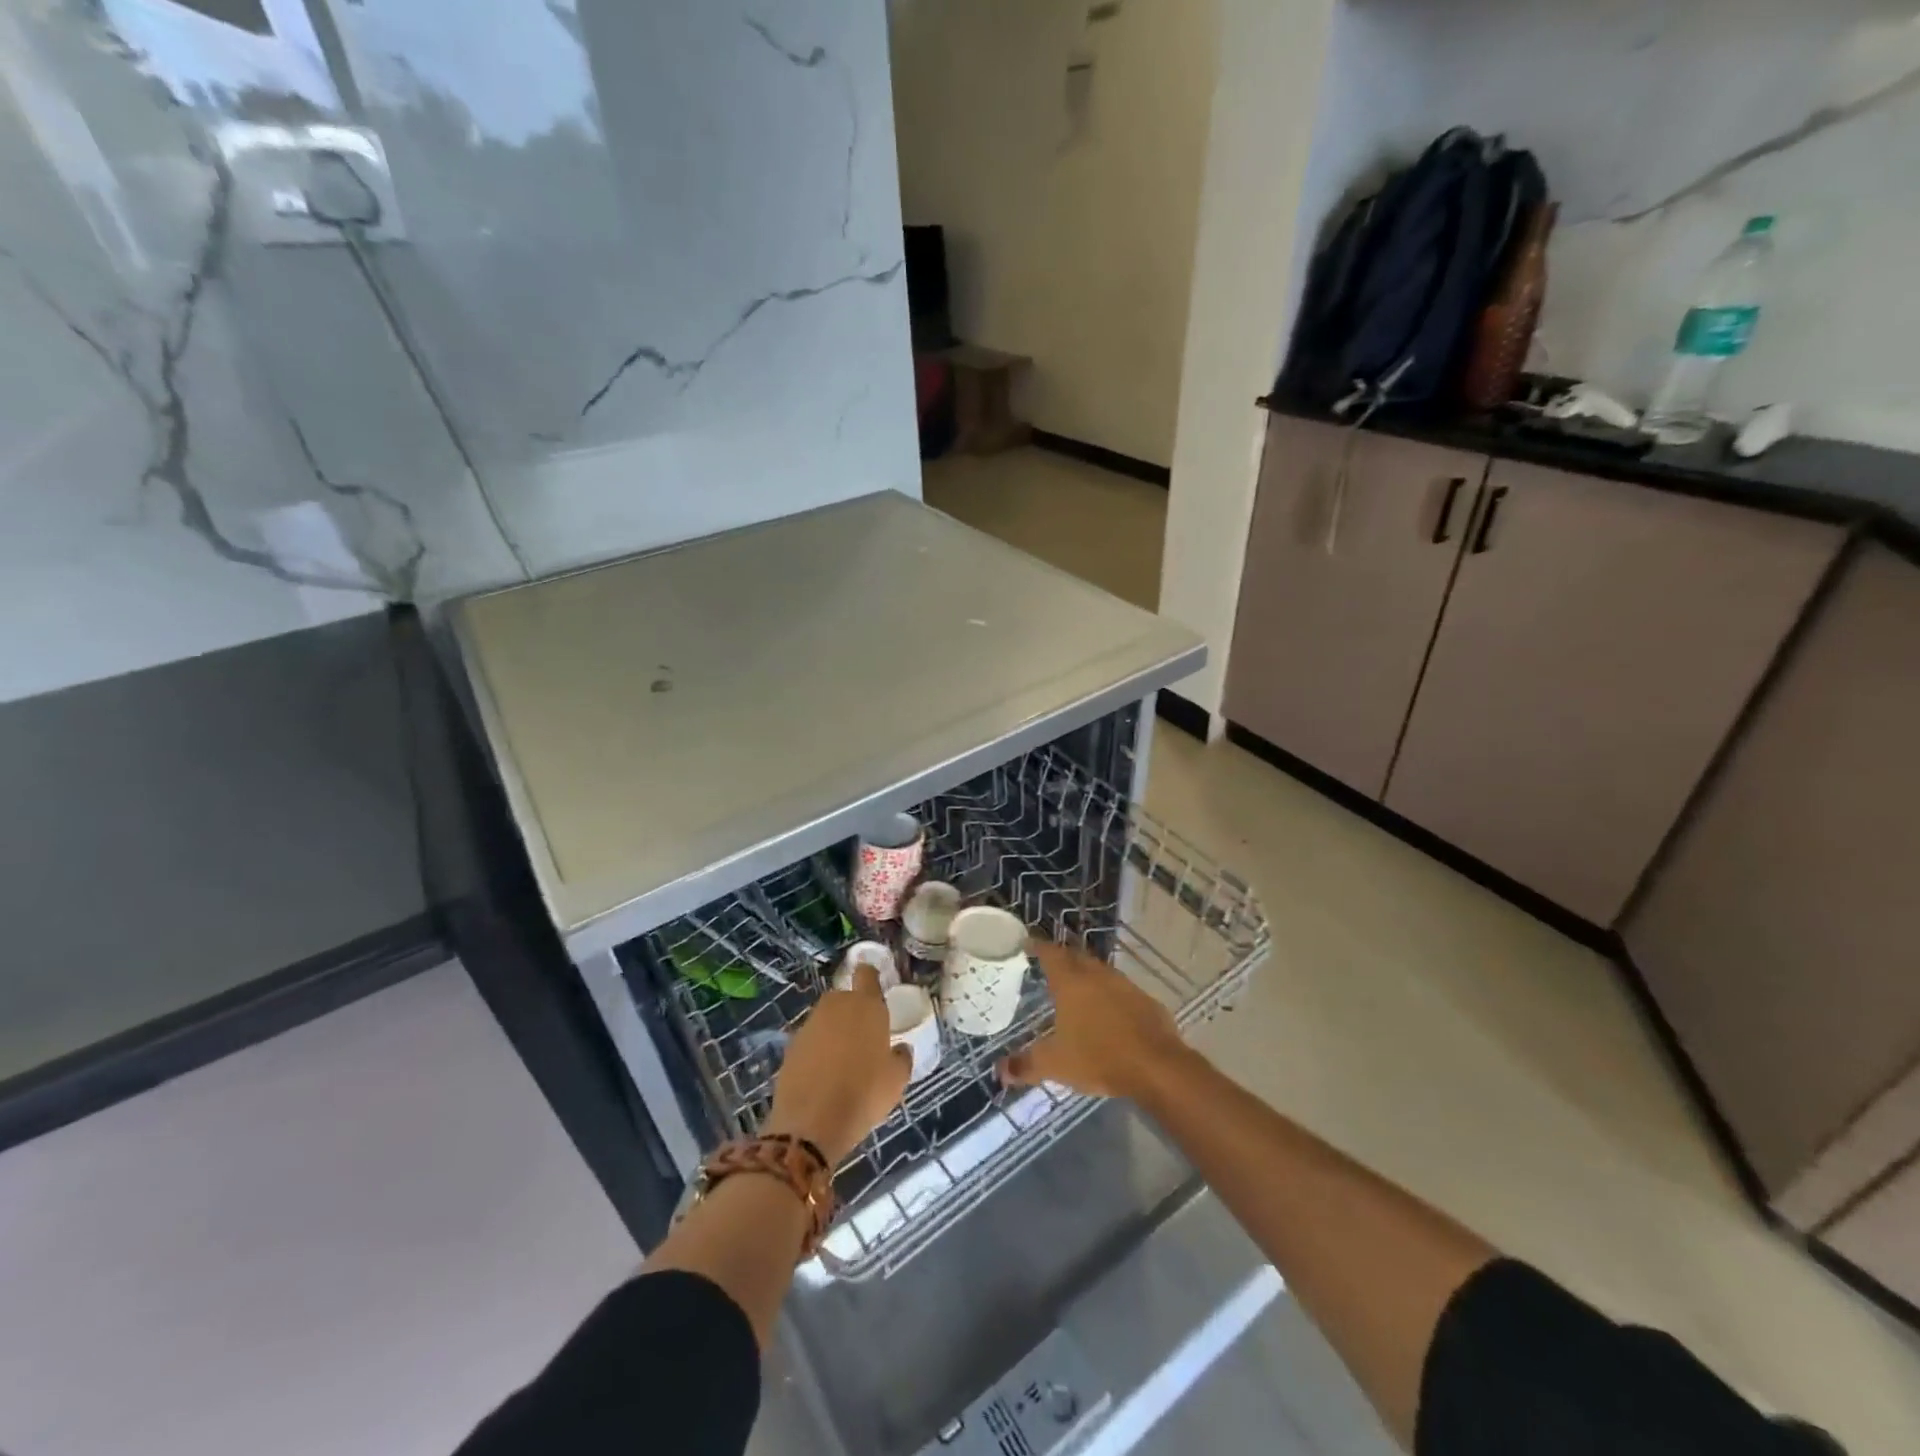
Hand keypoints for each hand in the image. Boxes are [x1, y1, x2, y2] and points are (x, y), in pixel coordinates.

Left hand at [767, 963, 910, 1164]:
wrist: (811, 1124)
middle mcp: (836, 1006)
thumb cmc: (864, 1095)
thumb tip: (900, 1049)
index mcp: (867, 1006)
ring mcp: (810, 1025)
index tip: (873, 982)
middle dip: (851, 1009)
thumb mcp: (896, 1080)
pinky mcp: (790, 1046)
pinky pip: (810, 1040)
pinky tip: (823, 1073)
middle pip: (844, 997)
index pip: (867, 975)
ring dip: (833, 1030)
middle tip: (862, 1034)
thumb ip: (901, 1058)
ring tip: (843, 1058)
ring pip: (825, 1018)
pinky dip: (816, 1050)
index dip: (870, 976)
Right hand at [998, 939, 1194, 1099]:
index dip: (1038, 946)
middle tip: (1049, 964)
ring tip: (1076, 986)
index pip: (1050, 954)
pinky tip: (1107, 1010)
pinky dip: (1108, 994)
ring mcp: (1124, 985)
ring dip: (1087, 974)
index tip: (1027, 943)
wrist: (1156, 1066)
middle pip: (1076, 957)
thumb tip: (1000, 1071)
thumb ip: (1026, 1065)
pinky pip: (1120, 989)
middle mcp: (1097, 975)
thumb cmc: (1098, 1057)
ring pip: (1099, 971)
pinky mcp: (1145, 1000)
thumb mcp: (1055, 1064)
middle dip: (1062, 957)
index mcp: (1071, 982)